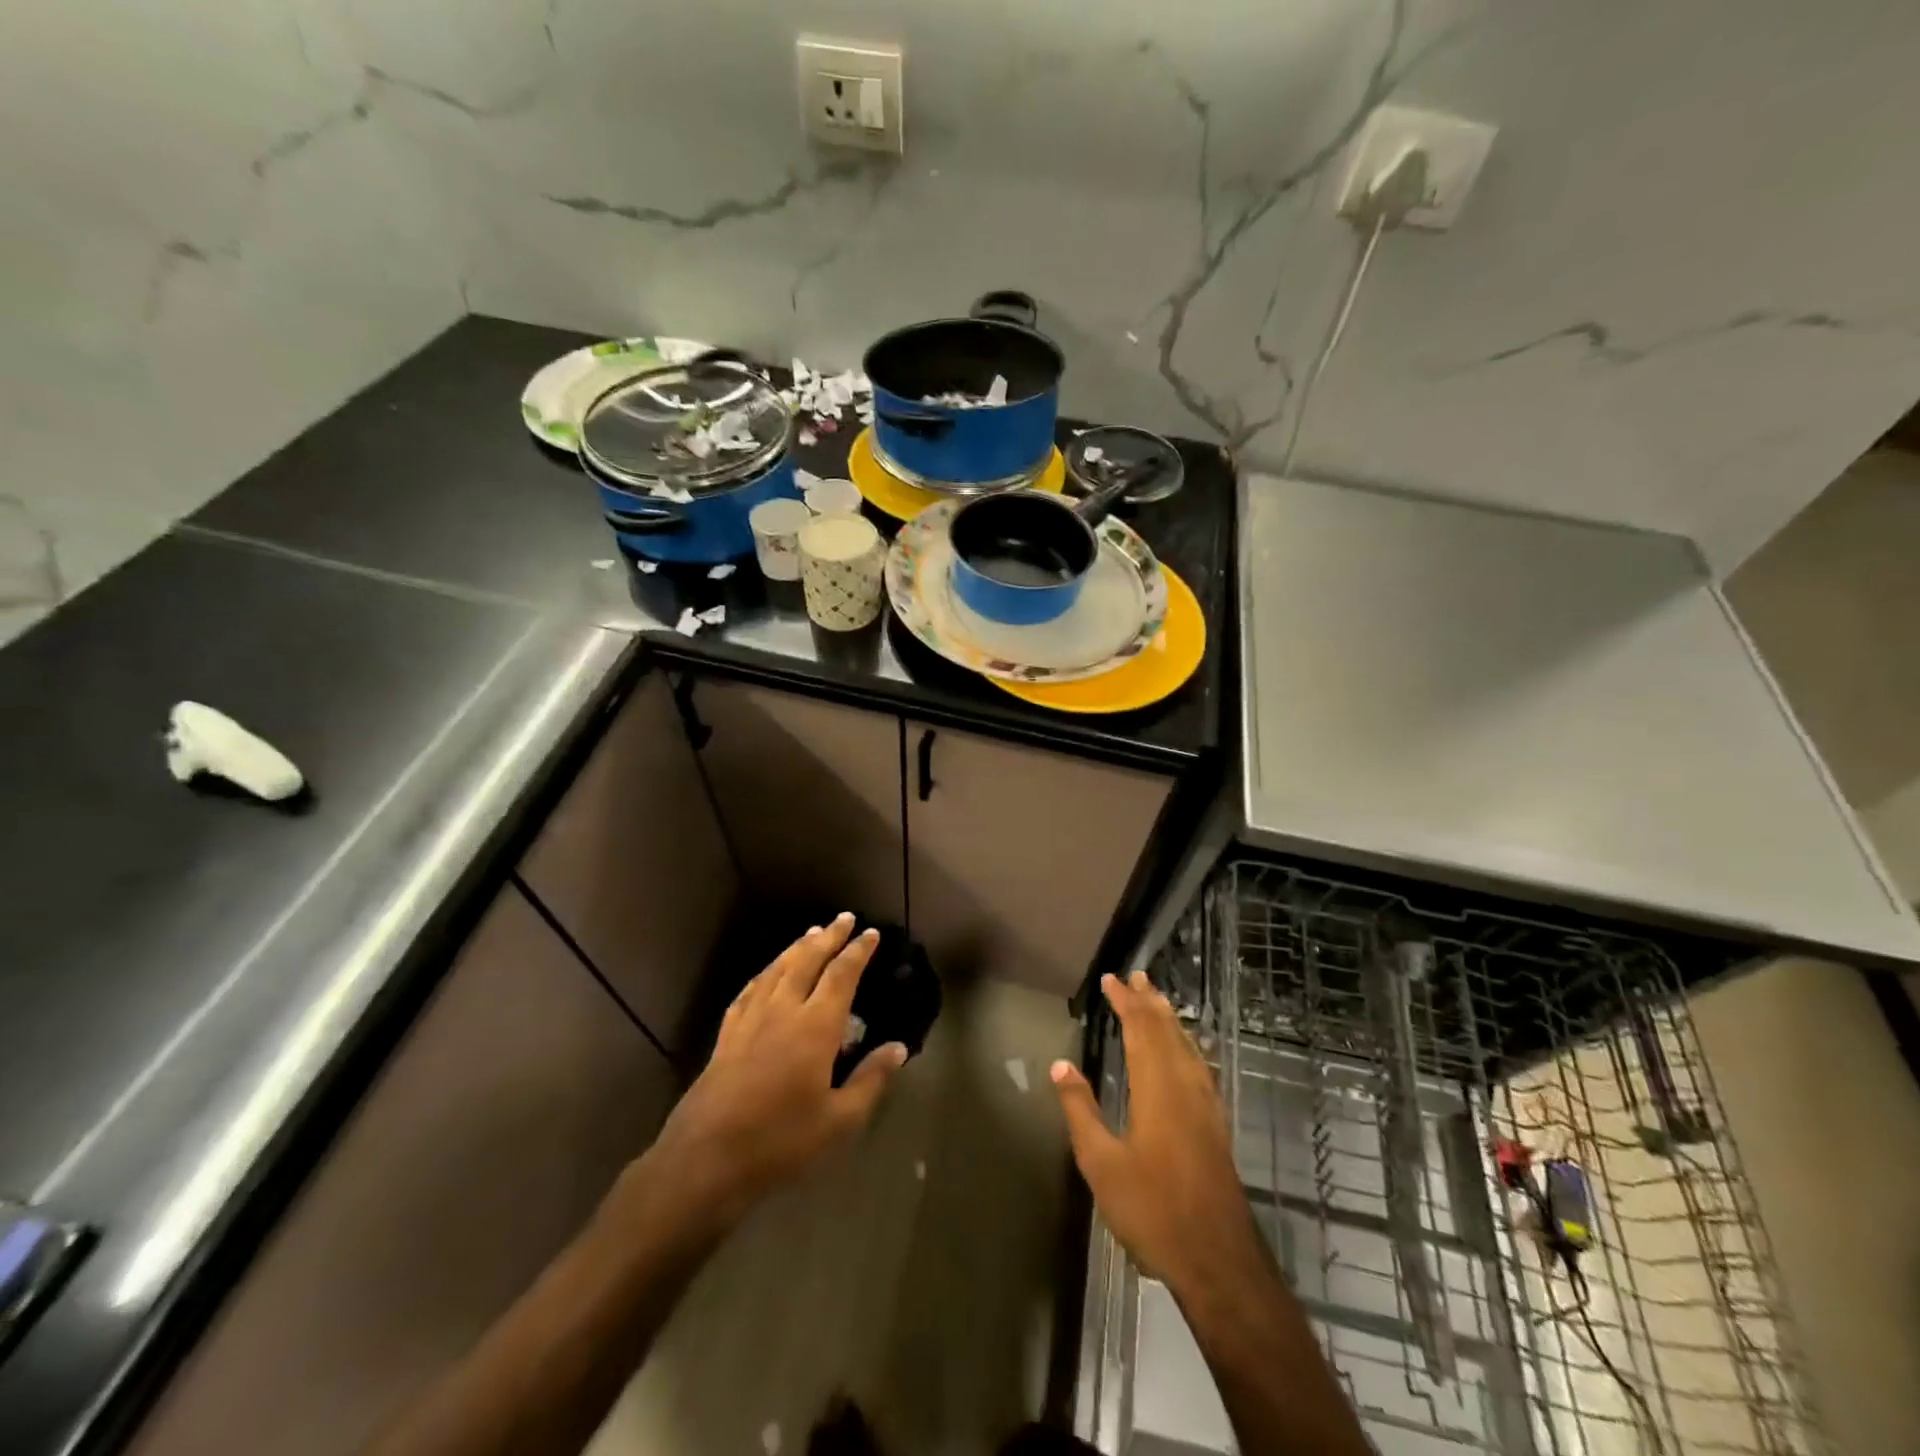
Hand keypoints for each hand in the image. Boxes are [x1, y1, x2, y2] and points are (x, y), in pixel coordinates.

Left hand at [630, 914, 907, 1233]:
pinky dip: (763, 975)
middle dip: (828, 937)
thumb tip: (898, 1048)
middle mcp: (783, 1011)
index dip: (858, 951)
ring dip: (796, 948)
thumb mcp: (839, 1121)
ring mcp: (750, 1020)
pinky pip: (749, 991)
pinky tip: (766, 974)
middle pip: (807, 961)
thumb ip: (871, 1080)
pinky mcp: (726, 1036)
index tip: (871, 933)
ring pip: (776, 970)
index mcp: (815, 1027)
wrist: (706, 1160)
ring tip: (810, 933)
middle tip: (844, 919)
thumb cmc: (781, 1142)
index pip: (841, 975)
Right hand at [1051, 972, 1267, 1303]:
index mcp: (1157, 1088)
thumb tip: (1060, 1065)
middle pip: (1167, 1031)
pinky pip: (1199, 1065)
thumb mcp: (1101, 1163)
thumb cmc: (1152, 1209)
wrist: (1217, 1258)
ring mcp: (1206, 1105)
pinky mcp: (1215, 1123)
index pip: (1140, 1030)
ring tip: (1157, 999)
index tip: (1111, 979)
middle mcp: (1185, 1086)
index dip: (1125, 1002)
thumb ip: (1081, 1110)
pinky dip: (1186, 1043)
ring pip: (1187, 1046)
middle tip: (1136, 976)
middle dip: (1149, 1002)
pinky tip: (1185, 1050)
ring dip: (1170, 1019)